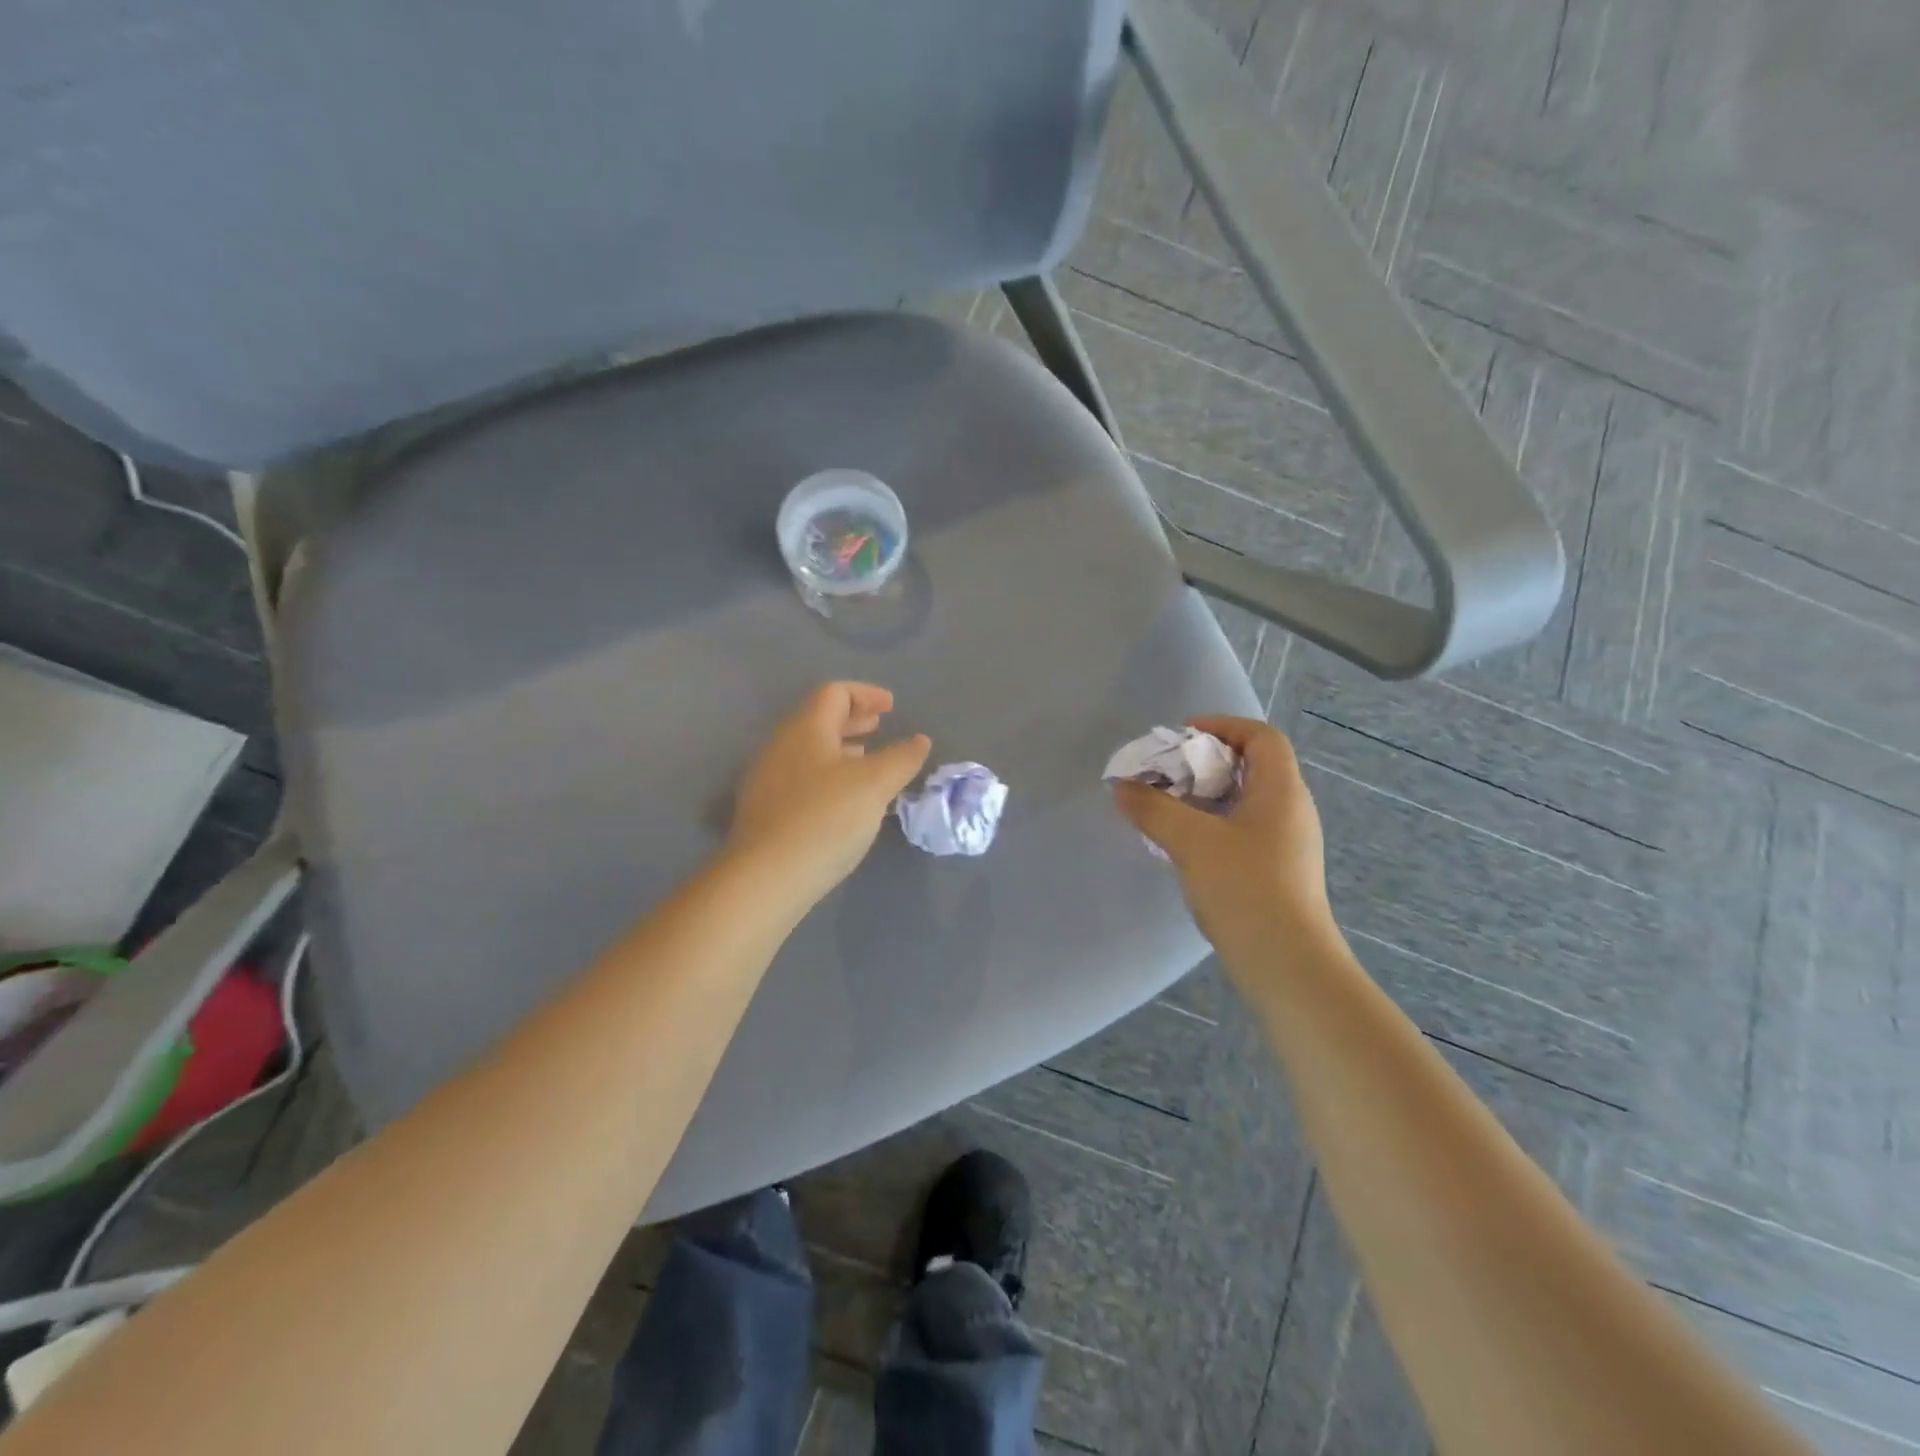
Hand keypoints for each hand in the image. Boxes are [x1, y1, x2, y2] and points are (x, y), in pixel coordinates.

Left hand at [727, 682, 931, 904]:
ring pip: (809, 750)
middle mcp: (781, 746)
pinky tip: (843, 801)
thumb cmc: (825, 819)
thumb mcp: (875, 785)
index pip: (834, 693)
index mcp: (805, 729)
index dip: (866, 694)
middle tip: (879, 727)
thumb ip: (901, 758)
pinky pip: (802, 777)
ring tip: (866, 762)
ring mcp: (768, 779)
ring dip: (841, 749)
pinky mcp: (765, 810)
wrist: (765, 878)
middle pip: (818, 719)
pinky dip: (828, 775)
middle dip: (853, 720)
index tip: (892, 708)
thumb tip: (919, 740)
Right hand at [1111, 716, 1332, 957]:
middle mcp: (1291, 810)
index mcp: (1281, 790)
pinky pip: (1242, 830)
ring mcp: (1287, 843)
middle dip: (1204, 763)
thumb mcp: (1191, 842)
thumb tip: (1121, 786)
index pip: (1261, 737)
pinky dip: (1211, 825)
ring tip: (1166, 808)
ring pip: (1244, 802)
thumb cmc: (1245, 889)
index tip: (1181, 737)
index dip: (1222, 726)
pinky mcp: (1277, 871)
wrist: (1288, 964)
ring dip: (1204, 797)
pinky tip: (1183, 845)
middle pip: (1251, 766)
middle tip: (1165, 775)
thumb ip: (1153, 808)